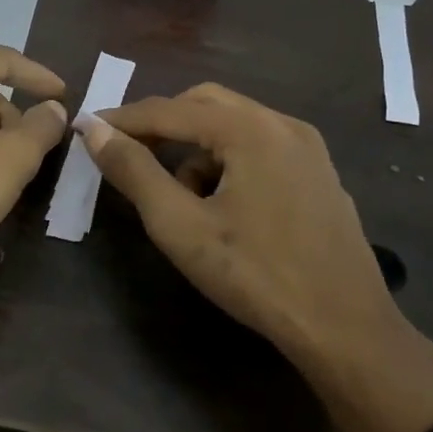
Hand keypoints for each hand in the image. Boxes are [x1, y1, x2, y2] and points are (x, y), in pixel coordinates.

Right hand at [80, 83, 432, 431]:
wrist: (344, 327)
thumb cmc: (255, 275)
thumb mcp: (181, 226)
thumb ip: (134, 172)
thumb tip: (94, 129)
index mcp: (250, 129)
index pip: (170, 110)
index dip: (124, 119)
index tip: (88, 129)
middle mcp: (283, 123)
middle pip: (206, 104)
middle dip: (163, 125)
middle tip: (129, 154)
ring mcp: (308, 147)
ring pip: (235, 125)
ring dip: (196, 146)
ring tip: (179, 196)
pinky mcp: (319, 173)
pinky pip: (261, 146)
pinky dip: (229, 160)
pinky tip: (222, 205)